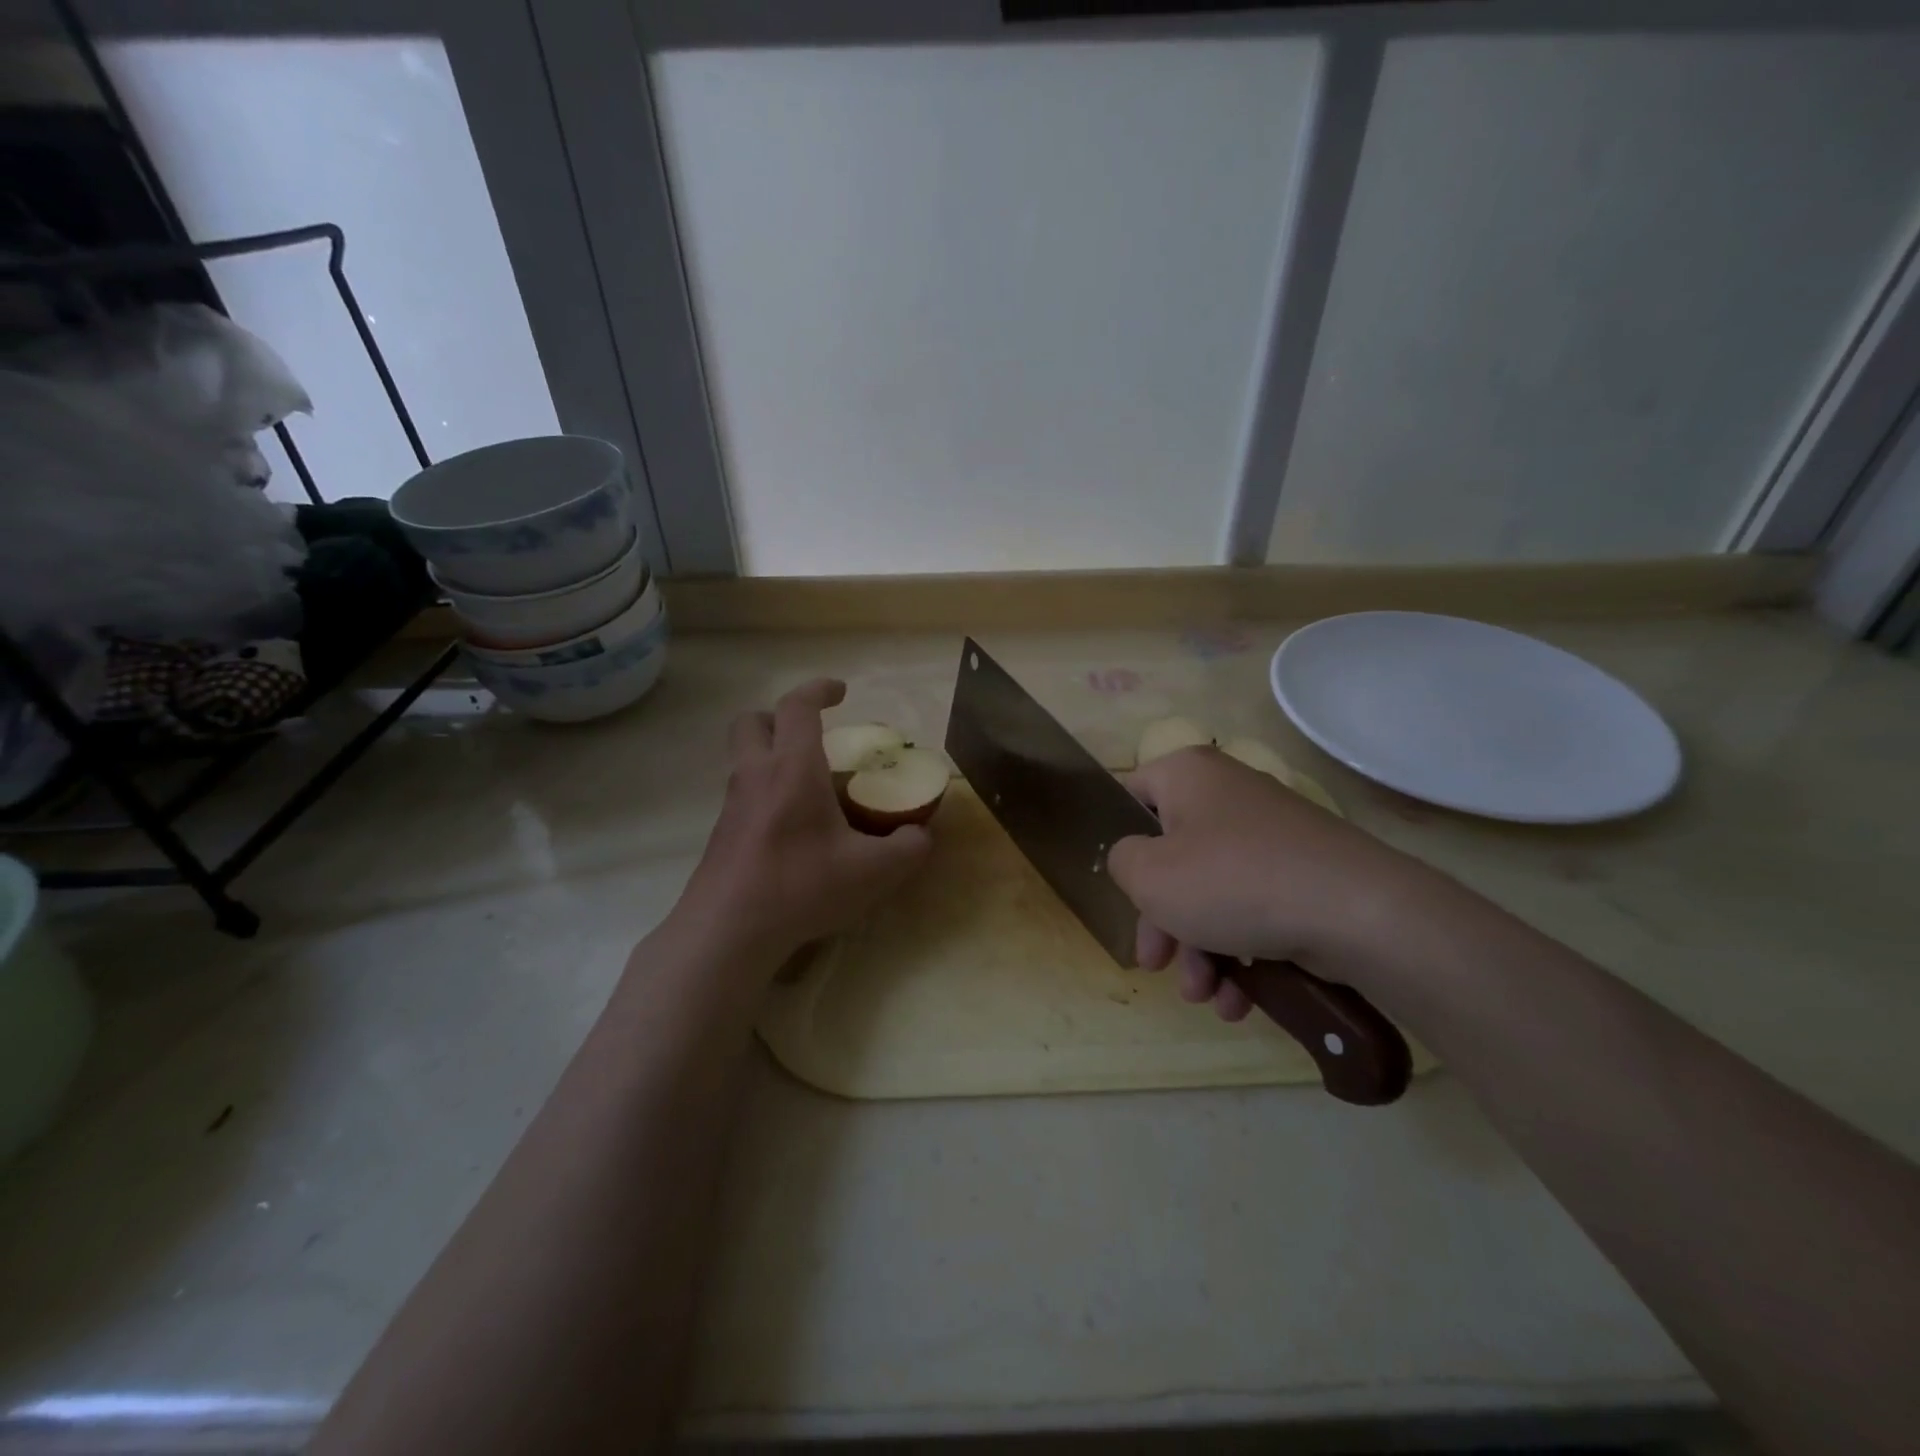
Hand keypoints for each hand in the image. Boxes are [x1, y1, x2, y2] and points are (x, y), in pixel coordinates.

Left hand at [677, 678, 931, 967]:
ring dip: (773, 756)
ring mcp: (732, 806)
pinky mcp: (721, 835)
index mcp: (792, 768)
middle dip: (781, 717)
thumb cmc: (802, 886)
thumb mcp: (874, 872)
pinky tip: (794, 831)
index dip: (819, 688)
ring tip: (811, 788)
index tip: (841, 691)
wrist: (728, 932)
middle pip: (753, 722)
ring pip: (744, 759)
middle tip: (812, 736)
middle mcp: (756, 776)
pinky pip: (744, 795)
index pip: (797, 706)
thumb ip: (908, 848)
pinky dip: (767, 793)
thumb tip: (922, 835)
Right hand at [1107, 747, 1421, 1021]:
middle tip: (1156, 963)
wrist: (1358, 912)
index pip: (1132, 795)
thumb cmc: (1232, 881)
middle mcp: (1228, 795)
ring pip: (1212, 891)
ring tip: (1205, 996)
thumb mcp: (1149, 875)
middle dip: (1162, 921)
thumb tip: (1136, 860)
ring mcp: (1270, 836)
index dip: (1118, 842)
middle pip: (1172, 857)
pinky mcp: (1301, 874)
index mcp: (1188, 776)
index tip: (1120, 888)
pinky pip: (1252, 907)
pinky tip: (1239, 999)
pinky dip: (1240, 951)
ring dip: (1199, 950)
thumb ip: (1121, 861)